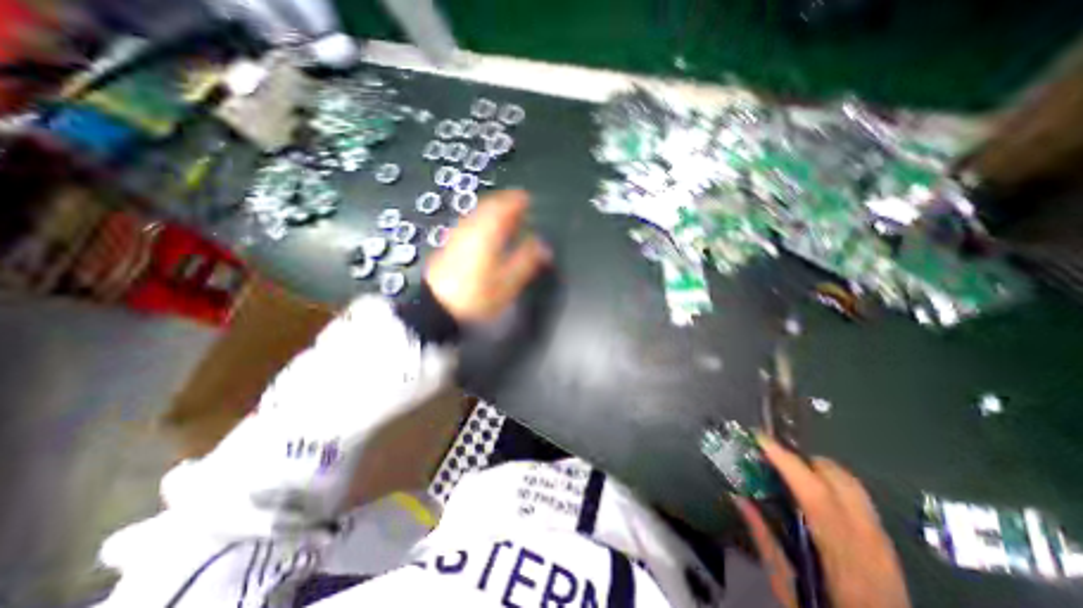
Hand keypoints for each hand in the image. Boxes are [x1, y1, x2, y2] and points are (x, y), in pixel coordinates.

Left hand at [428, 188, 553, 322]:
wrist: (438, 306)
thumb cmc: (477, 294)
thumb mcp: (508, 282)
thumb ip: (527, 260)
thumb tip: (544, 247)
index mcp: (488, 232)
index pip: (504, 206)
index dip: (518, 200)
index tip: (529, 199)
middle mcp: (472, 226)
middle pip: (490, 205)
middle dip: (506, 203)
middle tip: (520, 208)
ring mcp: (458, 233)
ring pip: (479, 212)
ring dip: (494, 211)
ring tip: (507, 219)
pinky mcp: (451, 242)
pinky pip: (470, 221)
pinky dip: (483, 220)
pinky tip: (488, 232)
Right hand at [731, 434, 907, 607]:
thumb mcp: (786, 584)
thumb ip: (763, 536)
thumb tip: (739, 497)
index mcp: (841, 556)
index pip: (814, 494)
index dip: (786, 461)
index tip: (760, 439)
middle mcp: (868, 543)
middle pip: (839, 479)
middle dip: (803, 458)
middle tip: (773, 456)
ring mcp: (883, 543)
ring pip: (852, 484)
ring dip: (817, 468)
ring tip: (790, 470)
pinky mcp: (887, 545)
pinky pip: (858, 497)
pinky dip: (831, 482)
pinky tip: (814, 494)